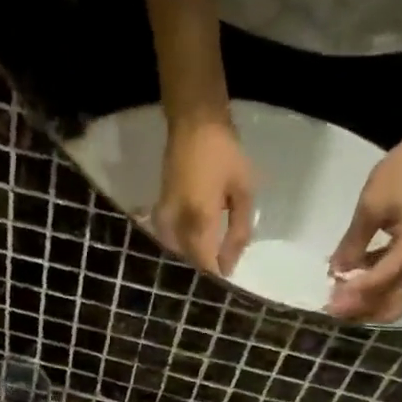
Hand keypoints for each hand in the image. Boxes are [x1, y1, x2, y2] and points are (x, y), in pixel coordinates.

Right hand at [152, 117, 254, 276]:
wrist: (193, 121)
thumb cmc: (224, 153)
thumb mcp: (243, 191)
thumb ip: (239, 231)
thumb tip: (230, 265)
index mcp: (199, 222)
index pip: (205, 265)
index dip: (217, 277)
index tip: (228, 281)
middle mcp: (177, 226)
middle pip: (189, 262)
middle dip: (204, 269)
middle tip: (221, 268)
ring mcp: (164, 219)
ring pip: (177, 253)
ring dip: (192, 258)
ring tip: (208, 257)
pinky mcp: (159, 212)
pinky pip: (168, 240)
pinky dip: (180, 246)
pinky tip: (191, 243)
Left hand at [326, 128, 401, 322]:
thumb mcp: (371, 205)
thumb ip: (352, 244)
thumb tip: (335, 274)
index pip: (380, 282)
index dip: (353, 297)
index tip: (328, 305)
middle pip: (392, 303)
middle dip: (361, 310)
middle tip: (333, 306)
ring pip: (396, 298)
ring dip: (368, 302)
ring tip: (339, 295)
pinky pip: (398, 284)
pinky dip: (376, 288)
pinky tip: (354, 279)